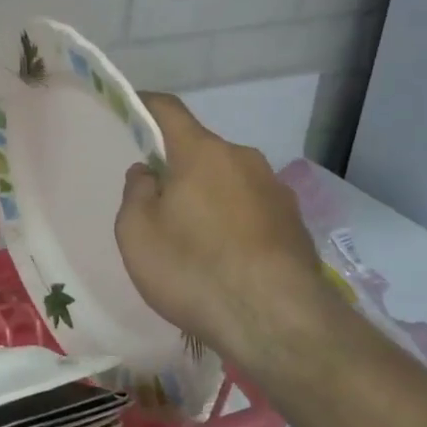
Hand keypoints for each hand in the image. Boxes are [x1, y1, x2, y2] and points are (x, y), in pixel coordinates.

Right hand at [115, 94, 343, 383]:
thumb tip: (149, 173)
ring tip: (194, 241)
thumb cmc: (194, 269)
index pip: (168, 110)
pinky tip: (225, 260)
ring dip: (208, 197)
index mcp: (202, 153)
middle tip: (157, 204)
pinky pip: (252, 210)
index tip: (130, 108)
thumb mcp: (137, 233)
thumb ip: (136, 193)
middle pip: (201, 150)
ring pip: (229, 181)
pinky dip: (233, 223)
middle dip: (178, 166)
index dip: (145, 104)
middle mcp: (244, 160)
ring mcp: (276, 191)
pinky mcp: (296, 225)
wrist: (278, 322)